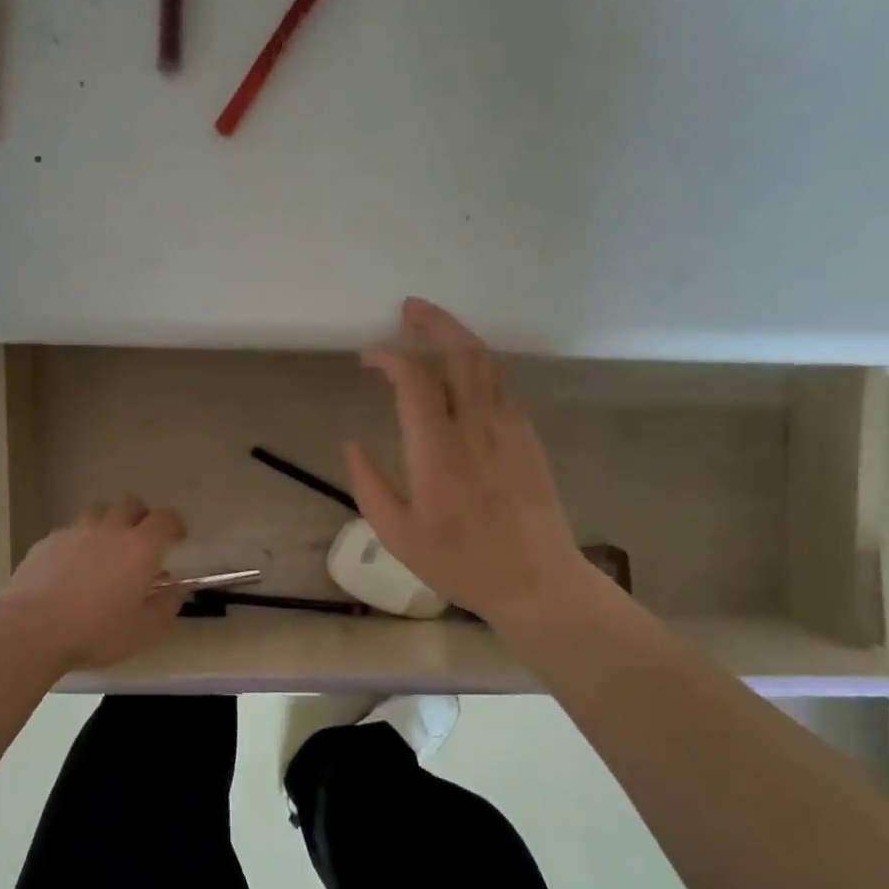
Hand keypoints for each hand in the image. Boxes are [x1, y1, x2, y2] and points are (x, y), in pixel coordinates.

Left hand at [0, 500, 188, 668]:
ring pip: (100, 512)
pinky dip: (80, 541)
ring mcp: (76, 530)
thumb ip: (167, 605)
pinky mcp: (48, 540)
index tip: (177, 541)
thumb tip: (175, 588)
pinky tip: (72, 567)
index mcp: (140, 546)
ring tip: (105, 552)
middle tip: (141, 546)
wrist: (31, 629)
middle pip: (132, 506)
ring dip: (109, 525)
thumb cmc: (96, 631)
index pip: (166, 519)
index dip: (175, 526)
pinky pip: (71, 531)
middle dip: (142, 520)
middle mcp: (110, 528)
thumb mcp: (144, 630)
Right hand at [344, 299, 609, 633]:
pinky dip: (479, 364)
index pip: (414, 381)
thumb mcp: (398, 535)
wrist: (537, 581)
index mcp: (438, 452)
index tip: (368, 356)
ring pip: (487, 363)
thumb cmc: (461, 562)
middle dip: (435, 321)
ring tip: (433, 325)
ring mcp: (509, 428)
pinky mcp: (528, 436)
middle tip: (409, 307)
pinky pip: (502, 384)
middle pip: (461, 353)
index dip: (389, 358)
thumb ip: (369, 485)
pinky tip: (463, 370)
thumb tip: (352, 443)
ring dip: (459, 336)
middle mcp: (476, 428)